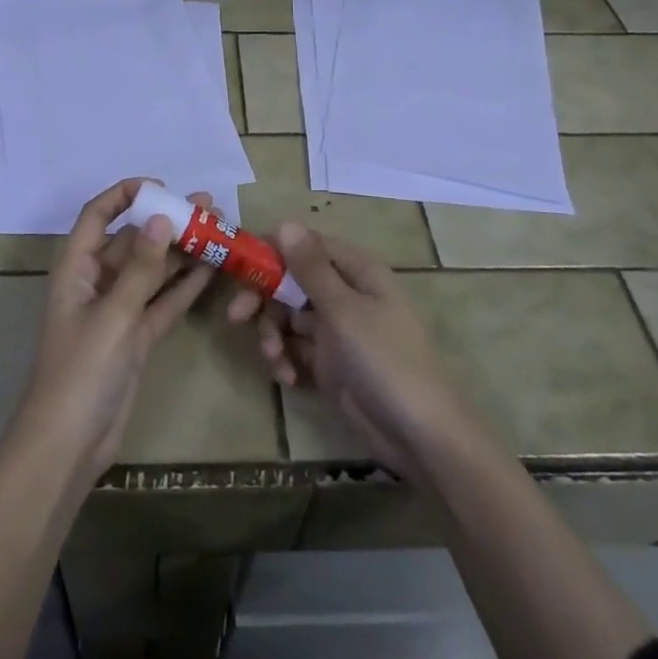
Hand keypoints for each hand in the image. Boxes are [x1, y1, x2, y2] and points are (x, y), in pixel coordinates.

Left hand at [8, 178, 212, 484]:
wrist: (68, 445)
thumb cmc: (80, 372)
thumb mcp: (112, 316)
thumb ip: (141, 269)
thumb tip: (161, 218)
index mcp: (76, 269)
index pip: (96, 216)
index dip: (124, 195)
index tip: (162, 187)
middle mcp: (97, 282)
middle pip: (132, 240)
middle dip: (166, 221)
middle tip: (207, 205)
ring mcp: (118, 310)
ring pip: (153, 270)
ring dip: (181, 250)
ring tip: (218, 228)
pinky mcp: (136, 336)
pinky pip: (163, 301)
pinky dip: (184, 286)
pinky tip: (212, 268)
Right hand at [229, 223, 477, 481]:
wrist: (420, 435)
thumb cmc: (384, 360)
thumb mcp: (343, 310)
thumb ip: (310, 267)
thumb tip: (286, 222)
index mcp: (355, 271)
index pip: (305, 244)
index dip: (271, 252)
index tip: (239, 266)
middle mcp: (345, 294)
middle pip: (291, 282)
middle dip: (264, 299)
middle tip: (236, 316)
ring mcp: (338, 330)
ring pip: (289, 317)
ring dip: (274, 335)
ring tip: (275, 359)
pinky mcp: (331, 363)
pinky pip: (297, 349)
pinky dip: (287, 360)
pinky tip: (288, 378)